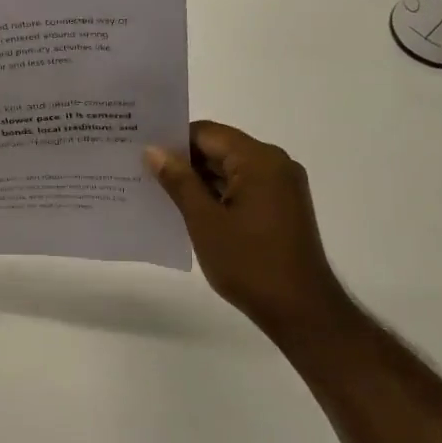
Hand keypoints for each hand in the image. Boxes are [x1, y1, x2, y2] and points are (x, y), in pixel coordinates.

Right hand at [146, 121, 348, 344]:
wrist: (300, 309)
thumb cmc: (249, 262)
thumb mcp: (204, 221)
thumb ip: (179, 181)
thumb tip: (153, 150)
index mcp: (259, 160)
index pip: (207, 133)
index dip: (172, 140)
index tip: (141, 152)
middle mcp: (275, 164)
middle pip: (220, 148)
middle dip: (183, 160)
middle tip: (142, 171)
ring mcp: (282, 186)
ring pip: (231, 169)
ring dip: (199, 180)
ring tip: (158, 191)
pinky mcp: (282, 207)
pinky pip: (243, 188)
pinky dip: (217, 194)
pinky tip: (189, 210)